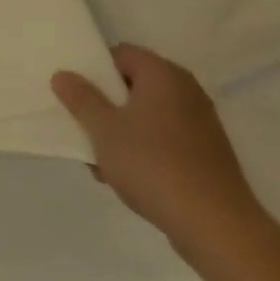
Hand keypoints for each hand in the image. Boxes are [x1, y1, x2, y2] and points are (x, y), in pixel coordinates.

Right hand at [52, 44, 262, 250]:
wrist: (216, 226)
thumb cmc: (152, 164)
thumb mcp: (102, 128)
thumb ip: (80, 97)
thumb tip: (64, 75)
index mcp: (163, 75)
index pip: (119, 54)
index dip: (93, 69)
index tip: (73, 91)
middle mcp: (186, 92)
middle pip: (132, 85)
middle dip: (103, 104)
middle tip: (81, 125)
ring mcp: (200, 124)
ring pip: (145, 115)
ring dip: (119, 130)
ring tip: (99, 158)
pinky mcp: (206, 154)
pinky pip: (163, 139)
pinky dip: (142, 148)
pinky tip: (125, 175)